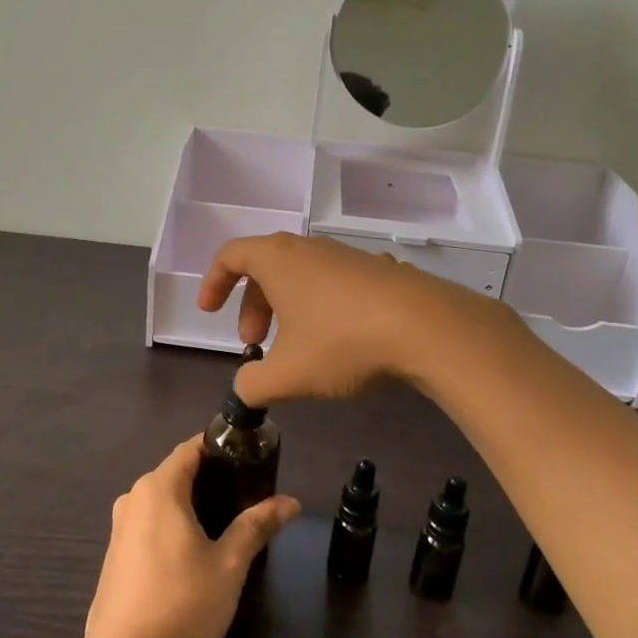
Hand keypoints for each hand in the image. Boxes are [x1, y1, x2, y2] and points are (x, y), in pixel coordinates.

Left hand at [82, 438, 299, 637]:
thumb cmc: (179, 605)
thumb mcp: (228, 565)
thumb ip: (256, 526)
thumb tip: (290, 502)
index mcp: (159, 488)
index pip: (191, 448)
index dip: (221, 447)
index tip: (252, 458)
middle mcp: (134, 498)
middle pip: (178, 472)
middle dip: (213, 477)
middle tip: (250, 494)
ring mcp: (120, 526)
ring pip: (163, 499)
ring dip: (194, 503)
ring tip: (229, 522)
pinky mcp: (116, 553)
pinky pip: (150, 522)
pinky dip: (175, 523)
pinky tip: (195, 550)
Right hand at [196, 232, 505, 405]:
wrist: (427, 328)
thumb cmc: (342, 343)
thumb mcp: (287, 375)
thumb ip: (252, 385)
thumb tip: (244, 389)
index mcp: (278, 259)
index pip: (230, 256)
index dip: (213, 283)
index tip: (209, 313)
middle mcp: (309, 248)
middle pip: (265, 268)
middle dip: (252, 307)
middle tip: (254, 345)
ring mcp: (347, 256)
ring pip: (301, 277)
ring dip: (287, 310)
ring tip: (296, 349)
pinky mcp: (378, 271)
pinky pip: (333, 284)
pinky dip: (320, 308)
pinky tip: (339, 343)